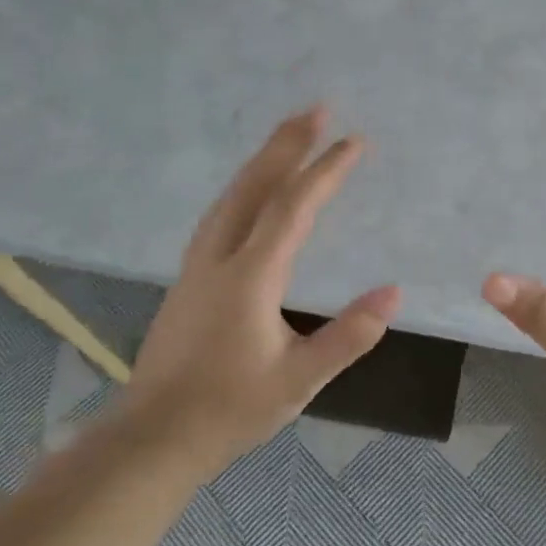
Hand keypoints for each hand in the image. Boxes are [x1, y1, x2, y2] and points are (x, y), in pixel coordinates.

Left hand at [121, 106, 400, 476]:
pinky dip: (244, 186)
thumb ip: (348, 336)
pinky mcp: (188, 279)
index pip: (293, 208)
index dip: (325, 171)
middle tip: (316, 108)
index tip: (355, 142)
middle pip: (254, 185)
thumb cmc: (229, 410)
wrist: (152, 437)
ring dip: (262, 160)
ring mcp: (197, 265)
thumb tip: (393, 293)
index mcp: (250, 276)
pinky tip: (252, 192)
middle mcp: (219, 257)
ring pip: (231, 196)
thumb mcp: (300, 380)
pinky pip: (221, 213)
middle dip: (286, 143)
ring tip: (289, 136)